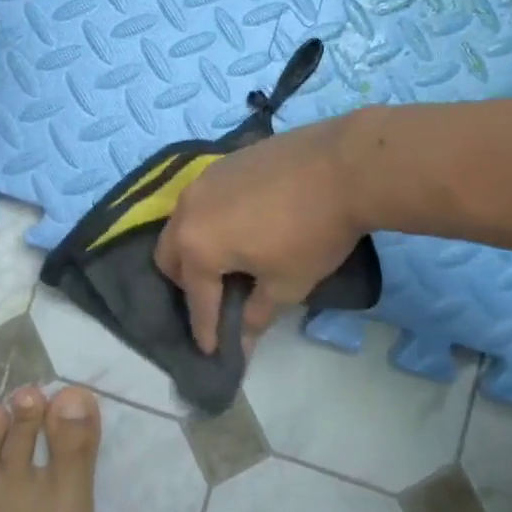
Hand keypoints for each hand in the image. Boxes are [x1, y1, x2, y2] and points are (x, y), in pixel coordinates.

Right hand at [153, 115, 367, 353]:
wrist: (342, 166)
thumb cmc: (312, 234)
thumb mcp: (287, 285)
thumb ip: (256, 314)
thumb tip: (243, 339)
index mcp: (198, 246)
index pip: (196, 298)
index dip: (206, 329)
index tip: (212, 351)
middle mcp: (189, 210)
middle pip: (170, 255)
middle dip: (187, 283)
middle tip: (216, 298)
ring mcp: (204, 180)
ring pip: (183, 221)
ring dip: (196, 246)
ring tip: (228, 259)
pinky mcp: (224, 161)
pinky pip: (204, 198)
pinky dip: (211, 218)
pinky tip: (241, 223)